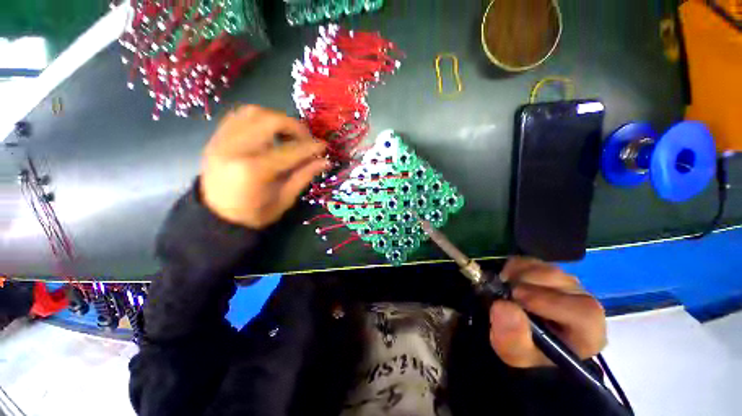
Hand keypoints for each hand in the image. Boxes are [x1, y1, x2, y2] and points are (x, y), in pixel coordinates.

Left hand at [200, 105, 328, 228]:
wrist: (217, 217)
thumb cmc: (255, 214)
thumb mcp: (285, 199)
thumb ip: (304, 176)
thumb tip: (325, 161)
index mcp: (254, 170)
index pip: (290, 150)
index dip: (310, 147)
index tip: (324, 146)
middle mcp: (235, 148)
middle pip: (270, 120)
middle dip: (294, 127)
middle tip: (306, 139)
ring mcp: (221, 140)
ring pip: (253, 112)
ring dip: (277, 119)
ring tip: (288, 135)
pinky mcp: (216, 138)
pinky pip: (239, 116)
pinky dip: (259, 119)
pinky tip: (269, 132)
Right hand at [488, 257, 606, 367]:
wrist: (524, 337)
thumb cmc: (526, 351)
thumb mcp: (516, 355)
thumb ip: (513, 338)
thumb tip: (503, 306)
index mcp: (588, 331)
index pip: (583, 311)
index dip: (549, 302)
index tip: (516, 298)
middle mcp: (583, 302)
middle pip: (561, 281)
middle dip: (526, 283)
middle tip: (503, 292)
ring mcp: (567, 284)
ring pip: (545, 268)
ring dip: (518, 274)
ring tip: (504, 288)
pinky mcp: (549, 272)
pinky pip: (532, 261)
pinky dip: (514, 266)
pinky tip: (508, 279)